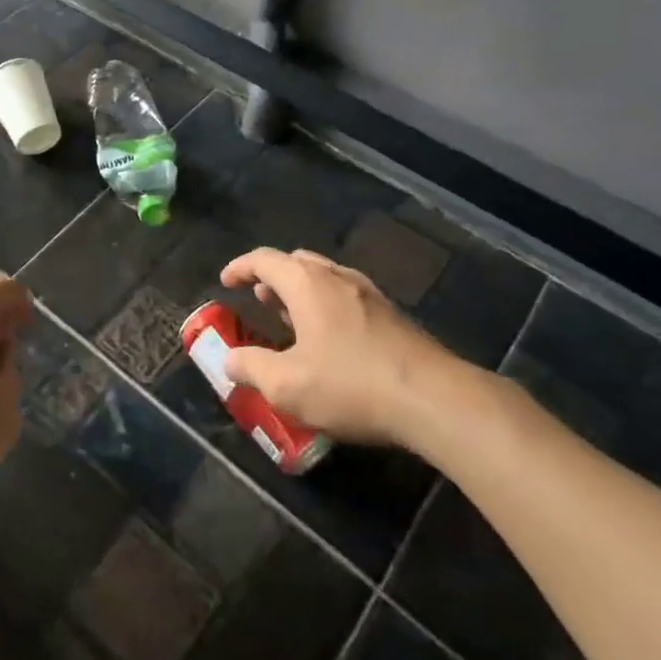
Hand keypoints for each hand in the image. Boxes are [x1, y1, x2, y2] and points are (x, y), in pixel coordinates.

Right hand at [217, 247, 476, 457]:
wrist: (435, 400)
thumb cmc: (351, 385)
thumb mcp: (287, 387)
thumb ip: (251, 368)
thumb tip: (229, 360)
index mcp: (306, 283)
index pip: (263, 259)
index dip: (240, 267)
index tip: (225, 282)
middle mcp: (337, 276)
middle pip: (297, 262)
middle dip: (273, 277)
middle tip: (260, 300)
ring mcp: (370, 293)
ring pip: (325, 278)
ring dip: (301, 292)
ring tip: (291, 320)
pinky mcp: (393, 315)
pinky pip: (348, 296)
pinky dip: (327, 306)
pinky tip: (331, 341)